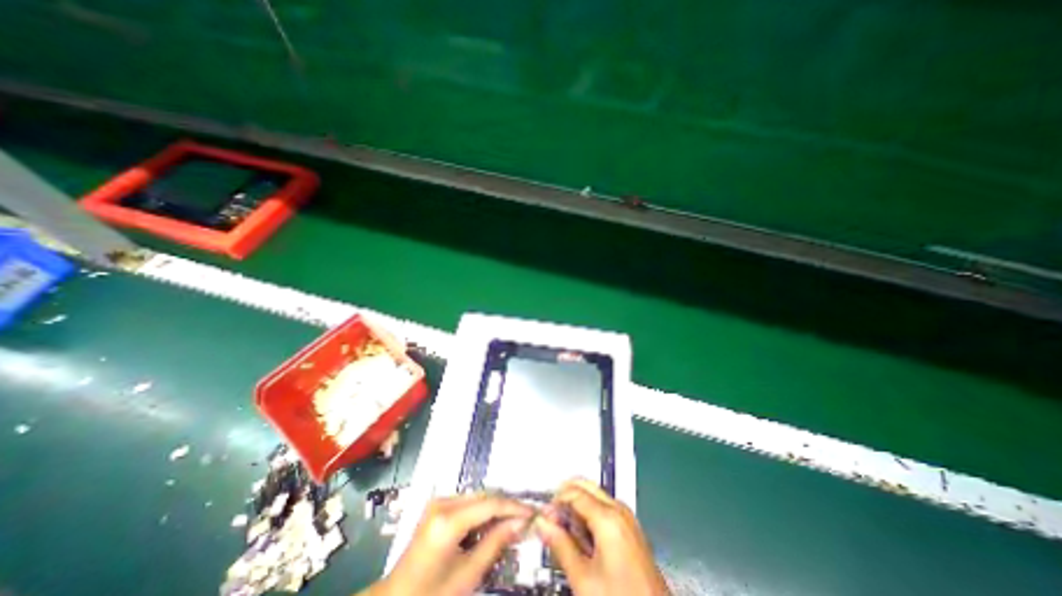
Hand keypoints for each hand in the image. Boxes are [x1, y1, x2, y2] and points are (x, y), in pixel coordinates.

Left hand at [371, 493, 535, 595]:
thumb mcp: (468, 574)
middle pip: (485, 496)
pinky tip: (491, 526)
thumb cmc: (431, 595)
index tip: (533, 513)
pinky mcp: (438, 506)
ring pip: (478, 497)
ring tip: (512, 524)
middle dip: (507, 507)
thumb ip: (496, 543)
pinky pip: (468, 503)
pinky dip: (482, 512)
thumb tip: (521, 523)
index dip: (515, 507)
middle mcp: (443, 502)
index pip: (491, 504)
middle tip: (526, 519)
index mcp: (448, 519)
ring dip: (496, 509)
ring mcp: (439, 501)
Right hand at [535, 479, 664, 595]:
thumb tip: (543, 523)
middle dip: (565, 497)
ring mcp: (627, 518)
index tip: (544, 516)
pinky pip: (604, 508)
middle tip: (552, 520)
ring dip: (576, 507)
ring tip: (566, 535)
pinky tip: (583, 540)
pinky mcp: (630, 528)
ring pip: (594, 496)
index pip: (573, 492)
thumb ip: (560, 545)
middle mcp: (620, 510)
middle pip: (585, 485)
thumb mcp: (583, 579)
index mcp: (608, 517)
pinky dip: (589, 515)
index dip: (554, 501)